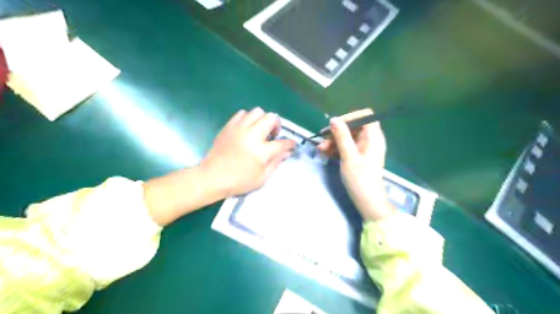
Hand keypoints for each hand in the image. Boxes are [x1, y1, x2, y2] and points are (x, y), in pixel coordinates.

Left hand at [201, 107, 296, 196]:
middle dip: (276, 125)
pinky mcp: (229, 126)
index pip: (282, 143)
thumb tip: (286, 152)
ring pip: (257, 111)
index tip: (291, 145)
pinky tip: (246, 129)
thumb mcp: (261, 178)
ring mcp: (239, 128)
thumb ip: (275, 162)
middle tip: (273, 135)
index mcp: (261, 151)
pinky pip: (242, 113)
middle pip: (271, 118)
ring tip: (259, 131)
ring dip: (262, 120)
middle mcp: (252, 135)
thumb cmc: (238, 181)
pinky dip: (248, 118)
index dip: (290, 143)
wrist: (212, 177)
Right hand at [316, 109, 394, 221]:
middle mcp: (370, 139)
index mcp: (373, 137)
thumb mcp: (349, 156)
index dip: (350, 117)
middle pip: (353, 127)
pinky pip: (347, 147)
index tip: (335, 125)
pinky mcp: (358, 156)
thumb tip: (334, 119)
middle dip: (337, 132)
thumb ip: (342, 136)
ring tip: (320, 149)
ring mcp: (364, 148)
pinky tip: (325, 153)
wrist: (367, 201)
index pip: (365, 116)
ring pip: (347, 137)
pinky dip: (336, 149)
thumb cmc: (360, 178)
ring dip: (333, 141)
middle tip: (322, 140)